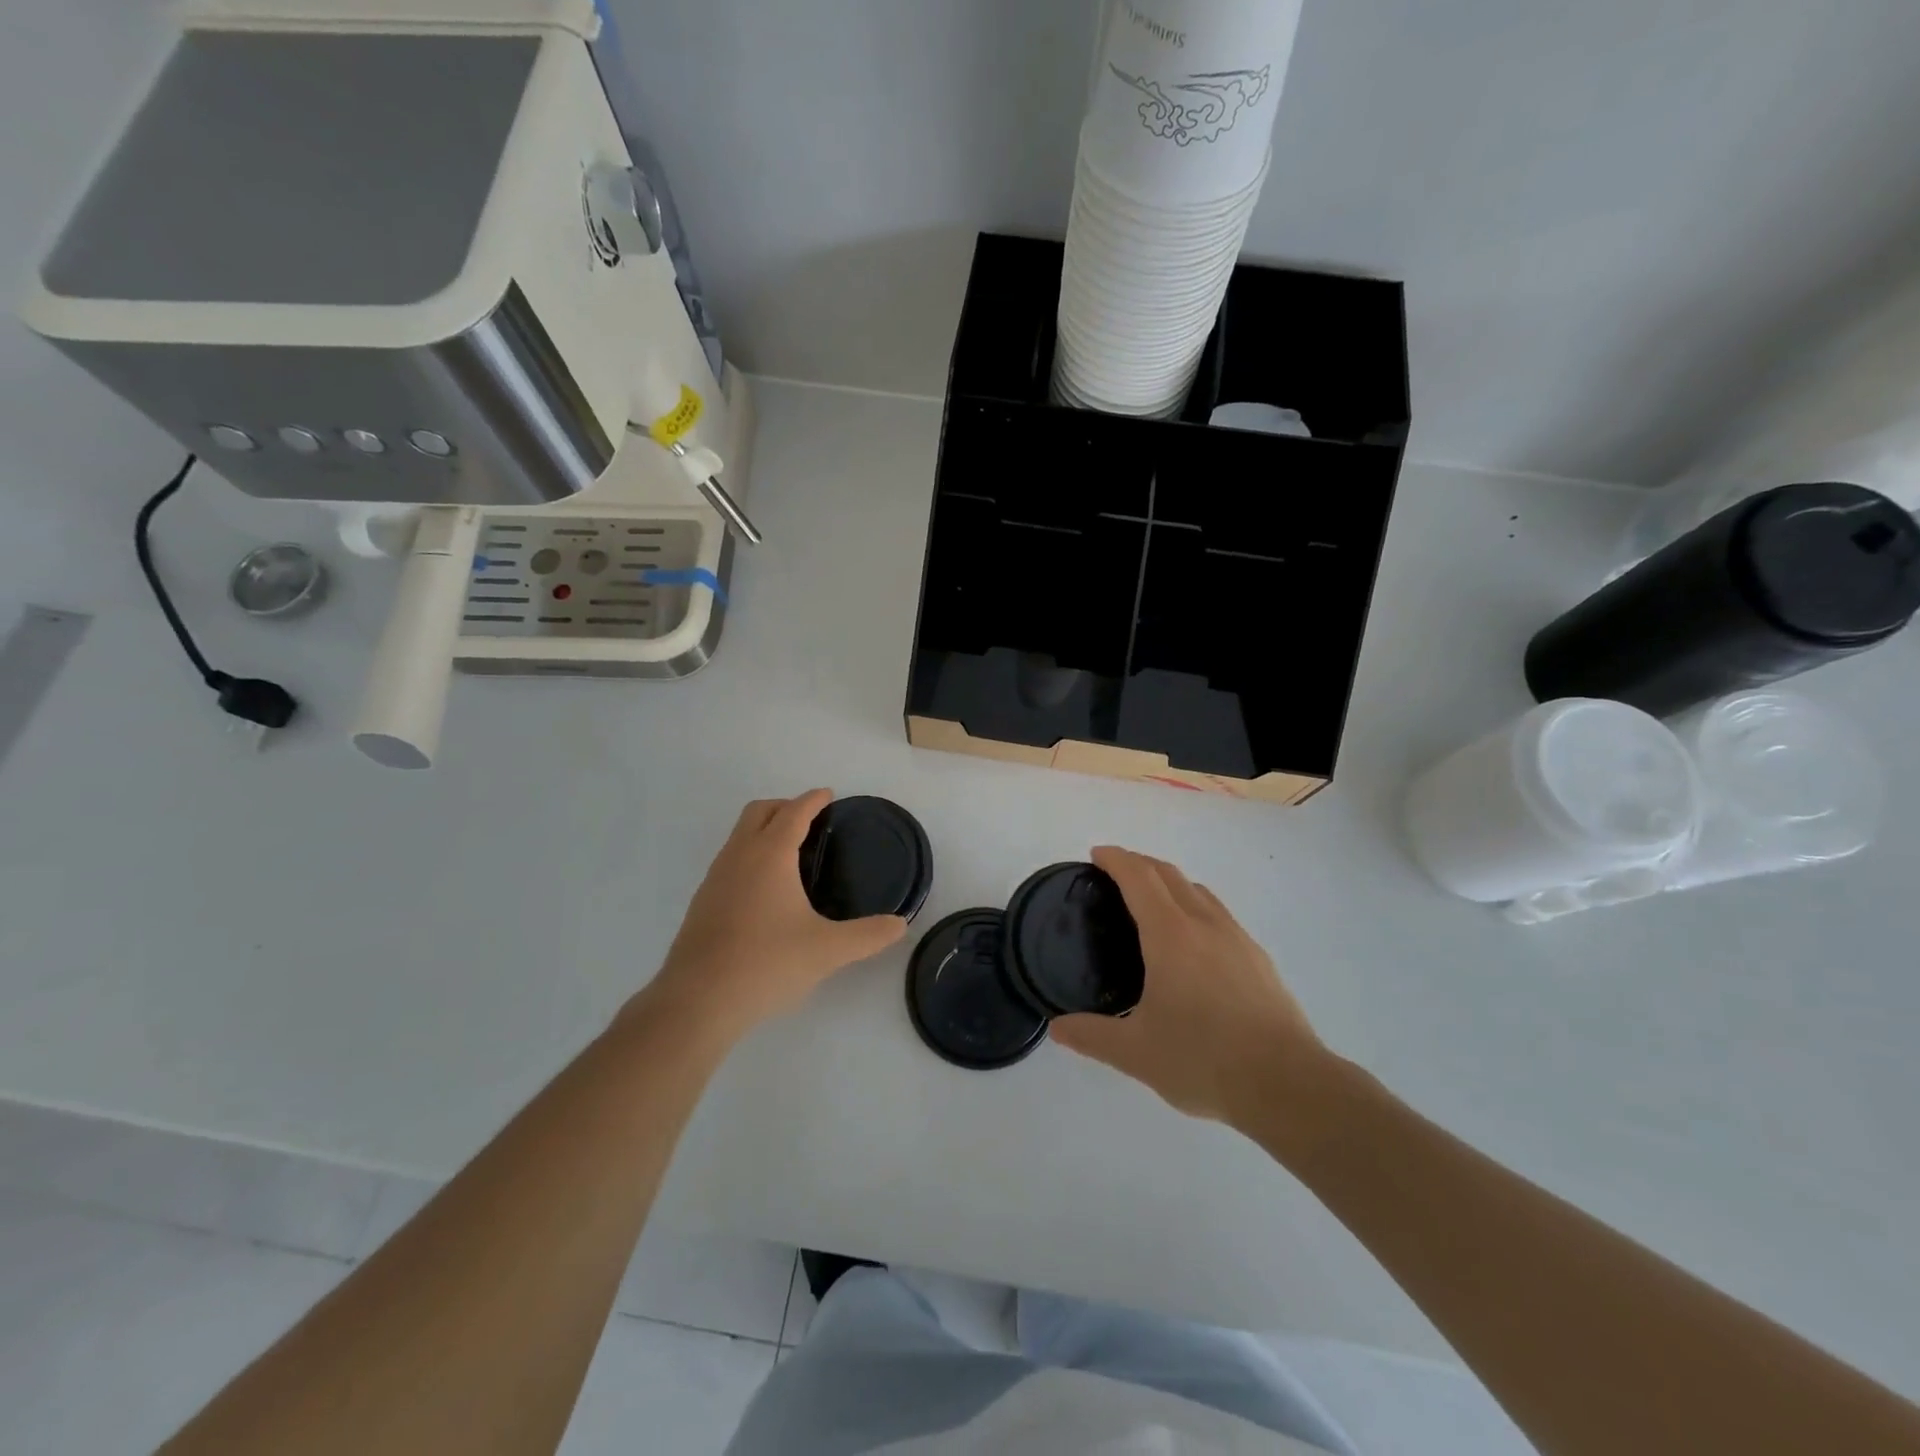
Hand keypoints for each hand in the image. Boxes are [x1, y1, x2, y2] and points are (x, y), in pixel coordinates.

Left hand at [640, 791, 907, 1041]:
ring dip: (764, 830)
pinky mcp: (702, 902)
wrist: (698, 1001)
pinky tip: (765, 891)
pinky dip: (750, 856)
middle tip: (812, 821)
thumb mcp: (828, 950)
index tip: (828, 795)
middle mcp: (739, 856)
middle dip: (785, 806)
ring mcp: (715, 878)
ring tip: (791, 854)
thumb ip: (868, 935)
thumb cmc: (767, 963)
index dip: (813, 800)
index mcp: (770, 855)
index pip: (794, 812)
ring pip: (739, 836)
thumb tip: (900, 925)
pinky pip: (730, 861)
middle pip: (759, 812)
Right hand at [1050, 847, 1332, 1134]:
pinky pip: (1219, 915)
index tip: (1096, 854)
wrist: (1288, 1084)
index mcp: (1170, 935)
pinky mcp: (1259, 959)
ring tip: (1151, 903)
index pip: (1139, 877)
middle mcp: (1205, 924)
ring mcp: (1238, 939)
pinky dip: (1195, 906)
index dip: (1116, 859)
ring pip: (1199, 891)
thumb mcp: (1135, 1053)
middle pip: (1169, 874)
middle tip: (1114, 874)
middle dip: (1139, 863)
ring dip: (1170, 882)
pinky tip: (1193, 944)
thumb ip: (1091, 1036)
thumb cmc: (1204, 1060)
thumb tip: (1056, 1028)